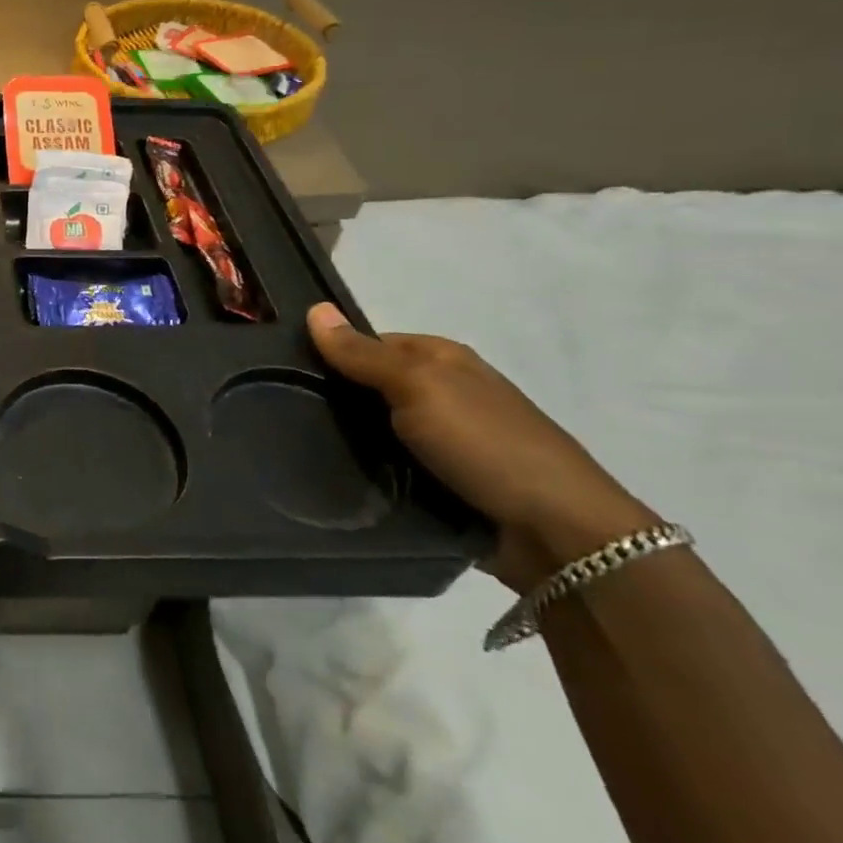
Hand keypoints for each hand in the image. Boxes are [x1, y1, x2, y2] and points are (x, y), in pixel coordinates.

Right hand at [307, 302, 656, 591]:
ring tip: (297, 448)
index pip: (369, 344)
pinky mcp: (445, 482)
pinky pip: (390, 466)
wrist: (558, 533)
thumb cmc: (485, 444)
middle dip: (334, 400)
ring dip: (347, 439)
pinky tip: (336, 477)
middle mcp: (446, 394)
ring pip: (377, 430)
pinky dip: (368, 470)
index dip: (330, 353)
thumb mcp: (418, 387)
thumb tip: (314, 309)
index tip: (285, 372)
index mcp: (443, 360)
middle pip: (370, 387)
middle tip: (284, 412)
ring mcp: (448, 441)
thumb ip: (363, 354)